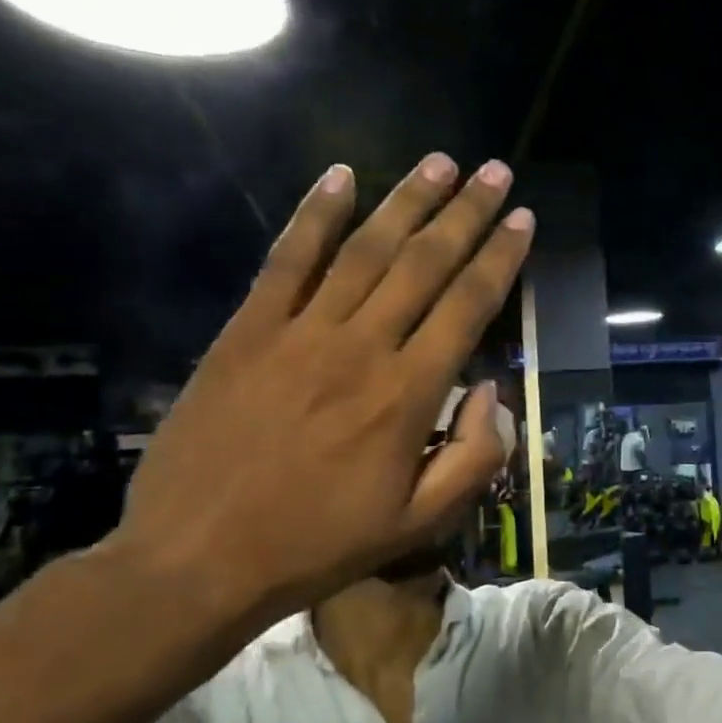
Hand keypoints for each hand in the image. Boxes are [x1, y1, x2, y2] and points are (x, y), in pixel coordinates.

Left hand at [109, 153, 532, 625]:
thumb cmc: (318, 545)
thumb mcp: (418, 523)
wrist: (197, 561)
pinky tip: (339, 177)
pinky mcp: (247, 332)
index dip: (500, 258)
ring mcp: (300, 333)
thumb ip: (474, 457)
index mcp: (410, 395)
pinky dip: (313, 216)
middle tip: (495, 171)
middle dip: (466, 213)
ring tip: (439, 162)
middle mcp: (362, 348)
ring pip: (365, 251)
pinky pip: (285, 261)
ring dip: (406, 202)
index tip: (524, 219)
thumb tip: (493, 393)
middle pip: (424, 264)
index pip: (468, 307)